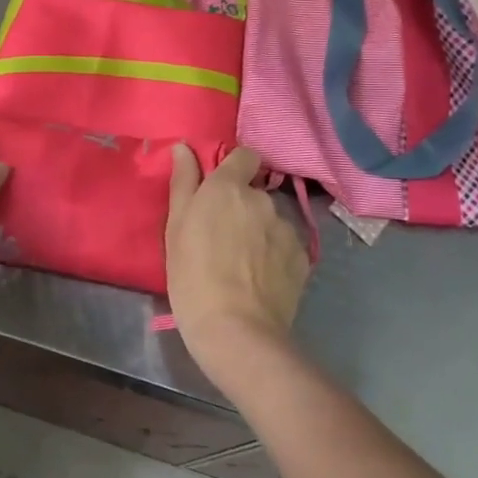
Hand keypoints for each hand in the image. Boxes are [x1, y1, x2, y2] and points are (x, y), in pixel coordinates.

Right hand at [166, 145, 309, 379]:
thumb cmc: (192, 276)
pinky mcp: (302, 257)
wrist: (236, 330)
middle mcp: (262, 200)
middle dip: (242, 207)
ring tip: (242, 264)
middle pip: (254, 192)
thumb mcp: (175, 228)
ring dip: (259, 231)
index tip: (219, 191)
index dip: (234, 168)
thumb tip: (184, 147)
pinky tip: (260, 279)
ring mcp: (286, 228)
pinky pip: (285, 245)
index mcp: (228, 187)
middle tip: (222, 238)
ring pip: (270, 219)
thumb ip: (183, 182)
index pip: (244, 155)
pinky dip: (274, 255)